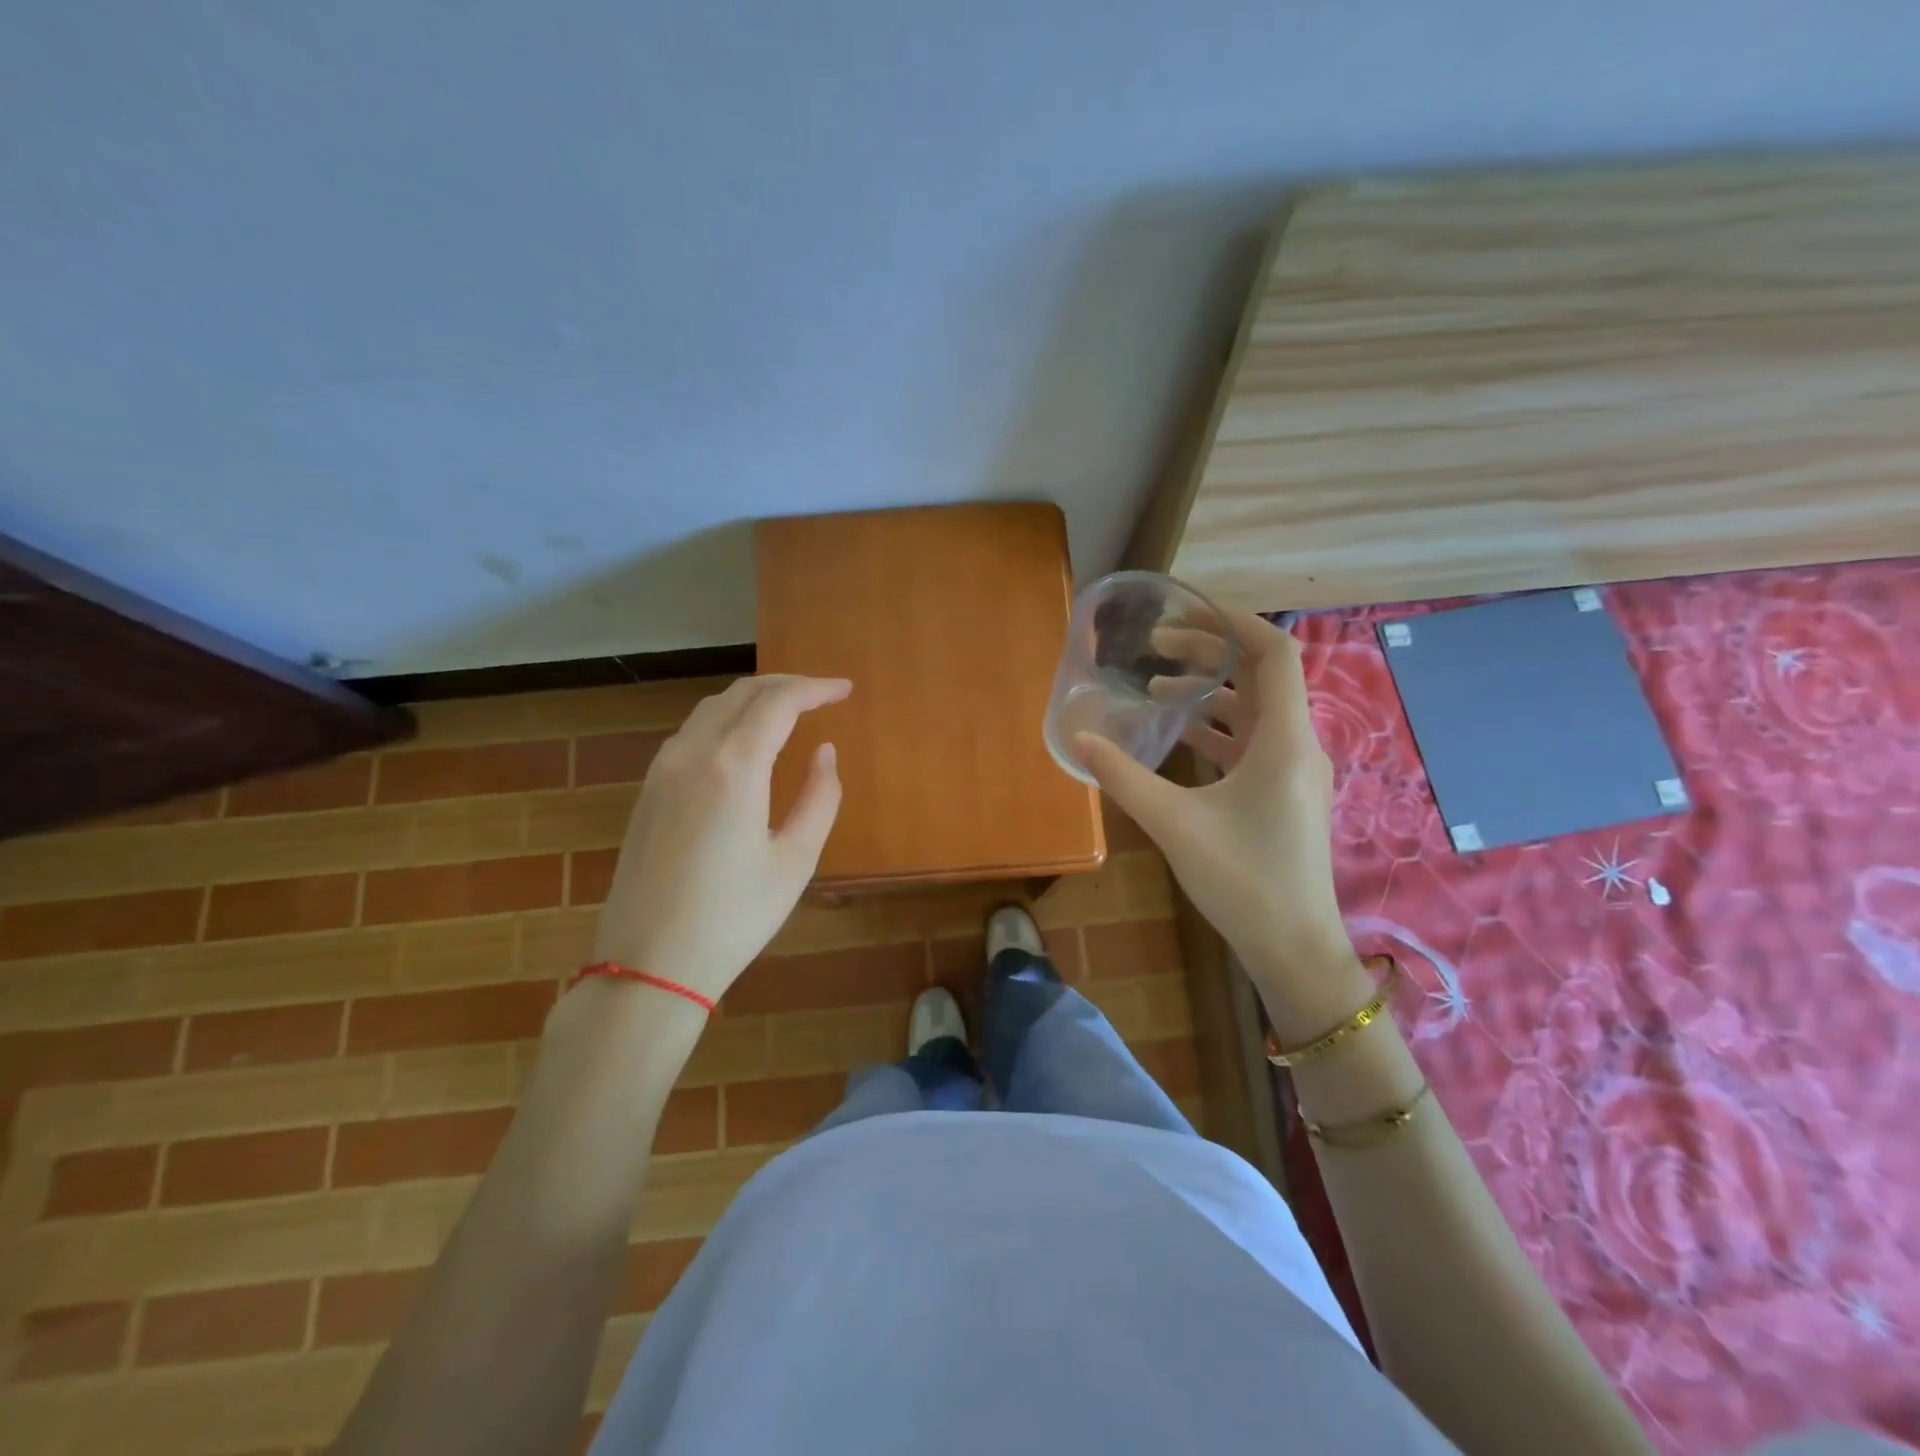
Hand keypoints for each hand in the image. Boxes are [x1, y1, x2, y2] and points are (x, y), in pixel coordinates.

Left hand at [591, 674, 848, 1003]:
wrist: (648, 963)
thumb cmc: (734, 917)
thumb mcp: (795, 861)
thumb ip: (820, 797)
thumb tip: (824, 752)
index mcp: (734, 767)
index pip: (778, 702)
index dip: (815, 688)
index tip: (845, 690)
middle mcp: (692, 753)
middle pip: (742, 693)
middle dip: (787, 685)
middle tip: (823, 695)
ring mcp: (662, 769)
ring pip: (712, 708)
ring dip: (754, 699)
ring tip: (789, 711)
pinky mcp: (648, 790)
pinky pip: (692, 732)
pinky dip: (727, 720)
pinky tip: (745, 741)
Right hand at [1076, 613, 1367, 1028]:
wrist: (1293, 947)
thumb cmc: (1242, 880)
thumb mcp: (1173, 824)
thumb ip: (1123, 777)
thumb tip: (1077, 738)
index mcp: (1284, 740)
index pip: (1275, 652)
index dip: (1234, 621)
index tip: (1185, 610)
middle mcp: (1297, 744)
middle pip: (1261, 675)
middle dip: (1210, 652)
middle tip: (1155, 647)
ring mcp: (1293, 770)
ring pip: (1254, 709)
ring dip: (1210, 691)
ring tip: (1157, 685)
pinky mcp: (1283, 792)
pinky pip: (1251, 741)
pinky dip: (1217, 727)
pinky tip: (1177, 734)